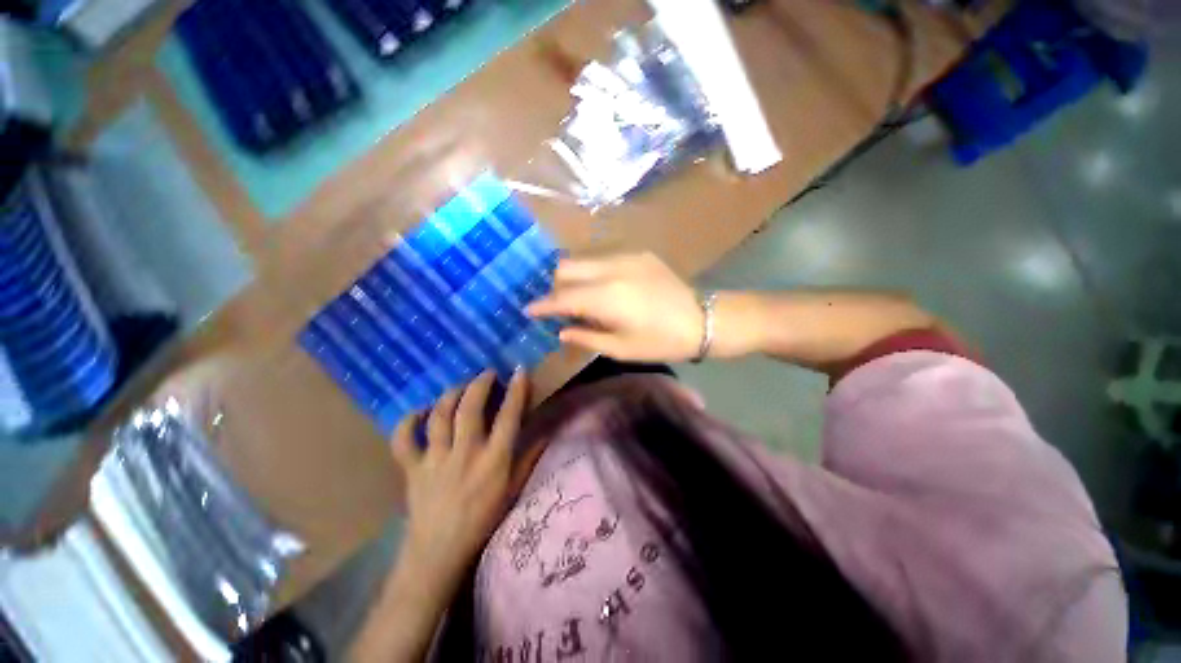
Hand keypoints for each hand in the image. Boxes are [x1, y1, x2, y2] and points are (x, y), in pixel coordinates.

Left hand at [390, 370, 536, 606]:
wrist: (440, 552)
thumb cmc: (484, 519)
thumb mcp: (514, 489)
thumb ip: (530, 457)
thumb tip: (547, 431)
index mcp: (494, 460)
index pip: (508, 417)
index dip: (516, 390)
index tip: (519, 371)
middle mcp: (465, 454)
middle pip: (470, 408)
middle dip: (479, 384)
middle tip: (487, 373)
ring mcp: (436, 460)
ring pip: (439, 416)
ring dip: (450, 395)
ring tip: (460, 386)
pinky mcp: (413, 469)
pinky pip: (404, 440)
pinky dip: (408, 421)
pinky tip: (420, 411)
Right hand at [526, 252, 703, 361]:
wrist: (702, 320)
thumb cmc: (661, 342)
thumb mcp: (621, 349)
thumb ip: (586, 337)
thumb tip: (561, 330)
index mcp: (607, 297)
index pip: (563, 297)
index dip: (543, 304)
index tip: (527, 309)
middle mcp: (611, 269)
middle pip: (566, 267)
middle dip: (554, 286)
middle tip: (555, 305)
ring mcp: (626, 257)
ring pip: (583, 259)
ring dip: (572, 276)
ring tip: (575, 296)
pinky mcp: (638, 254)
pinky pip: (603, 258)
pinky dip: (592, 272)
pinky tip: (601, 287)